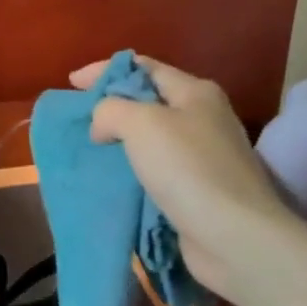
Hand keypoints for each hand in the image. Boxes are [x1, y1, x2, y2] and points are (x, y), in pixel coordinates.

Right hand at [71, 56, 294, 297]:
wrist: (235, 238)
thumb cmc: (188, 169)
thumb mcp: (140, 122)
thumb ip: (110, 110)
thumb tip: (102, 126)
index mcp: (195, 92)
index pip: (143, 67)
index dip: (105, 71)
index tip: (71, 84)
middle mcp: (203, 118)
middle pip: (147, 101)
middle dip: (110, 106)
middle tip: (78, 119)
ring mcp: (204, 155)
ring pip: (150, 137)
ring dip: (119, 141)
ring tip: (88, 149)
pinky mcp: (199, 189)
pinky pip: (155, 169)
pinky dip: (131, 169)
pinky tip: (112, 178)